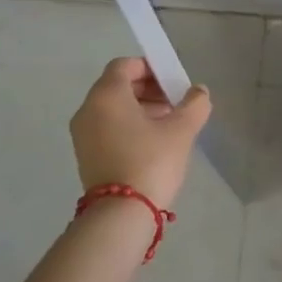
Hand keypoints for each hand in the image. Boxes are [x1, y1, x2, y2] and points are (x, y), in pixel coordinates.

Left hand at [69, 58, 211, 208]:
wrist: (121, 215)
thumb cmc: (151, 162)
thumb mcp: (181, 130)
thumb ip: (194, 104)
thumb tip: (199, 92)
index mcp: (107, 95)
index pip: (125, 65)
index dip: (150, 67)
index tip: (173, 81)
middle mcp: (88, 110)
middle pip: (118, 86)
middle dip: (148, 89)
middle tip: (175, 102)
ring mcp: (83, 134)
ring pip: (113, 108)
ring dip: (140, 108)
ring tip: (169, 124)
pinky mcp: (86, 155)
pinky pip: (107, 127)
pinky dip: (128, 126)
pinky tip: (153, 142)